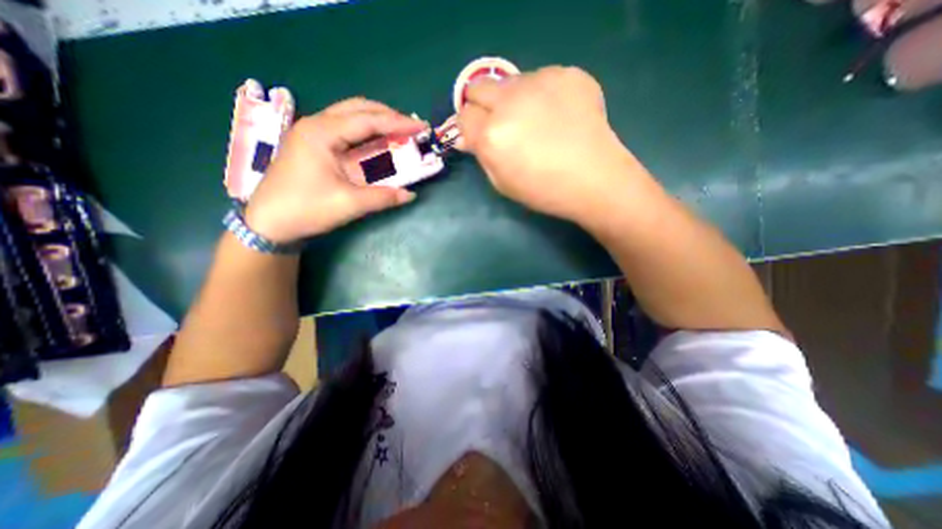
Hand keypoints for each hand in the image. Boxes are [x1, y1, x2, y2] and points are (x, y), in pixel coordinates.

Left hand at [242, 97, 423, 243]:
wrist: (268, 222)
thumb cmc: (306, 209)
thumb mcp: (349, 204)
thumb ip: (383, 197)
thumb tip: (411, 195)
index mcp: (322, 133)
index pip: (368, 120)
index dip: (397, 123)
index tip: (421, 127)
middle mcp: (316, 125)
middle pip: (358, 108)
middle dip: (388, 116)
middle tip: (412, 127)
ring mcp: (312, 133)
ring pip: (350, 116)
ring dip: (377, 121)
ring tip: (400, 131)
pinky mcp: (313, 144)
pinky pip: (345, 129)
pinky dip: (366, 132)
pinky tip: (378, 141)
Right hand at [460, 66, 636, 225]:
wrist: (595, 179)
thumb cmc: (544, 190)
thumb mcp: (502, 183)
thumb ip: (481, 155)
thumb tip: (467, 136)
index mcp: (492, 135)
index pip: (463, 116)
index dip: (468, 127)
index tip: (476, 135)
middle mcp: (510, 102)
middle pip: (479, 87)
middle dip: (482, 105)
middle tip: (499, 123)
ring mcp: (540, 81)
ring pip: (510, 81)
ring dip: (512, 99)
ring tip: (534, 121)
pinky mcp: (566, 73)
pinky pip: (541, 79)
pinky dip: (541, 95)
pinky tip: (558, 115)